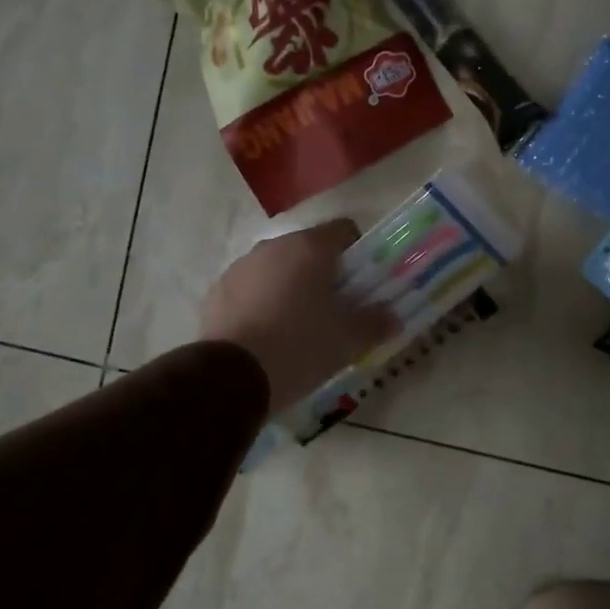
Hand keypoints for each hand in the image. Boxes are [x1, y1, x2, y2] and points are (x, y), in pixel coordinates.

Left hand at [200, 219, 399, 416]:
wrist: (231, 377)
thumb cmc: (299, 348)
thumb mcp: (347, 341)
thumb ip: (374, 324)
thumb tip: (392, 317)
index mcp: (309, 249)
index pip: (344, 231)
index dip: (359, 253)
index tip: (364, 282)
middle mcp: (273, 247)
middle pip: (308, 250)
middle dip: (324, 274)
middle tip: (336, 308)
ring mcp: (240, 267)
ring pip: (277, 268)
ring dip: (291, 287)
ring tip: (299, 325)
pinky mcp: (217, 292)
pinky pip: (250, 289)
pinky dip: (262, 302)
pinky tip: (268, 335)